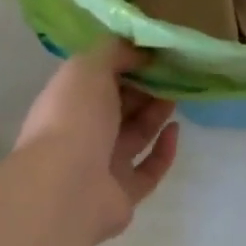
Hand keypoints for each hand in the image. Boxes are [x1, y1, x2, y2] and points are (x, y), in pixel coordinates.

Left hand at [16, 39, 179, 242]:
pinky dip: (164, 150)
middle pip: (119, 107)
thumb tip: (141, 51)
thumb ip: (115, 51)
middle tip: (172, 73)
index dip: (125, 65)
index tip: (153, 54)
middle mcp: (82, 134)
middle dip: (144, 89)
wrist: (67, 185)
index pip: (98, 80)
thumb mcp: (89, 66)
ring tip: (178, 95)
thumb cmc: (74, 116)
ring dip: (156, 114)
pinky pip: (148, 170)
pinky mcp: (123, 194)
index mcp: (68, 103)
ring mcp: (101, 167)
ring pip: (135, 136)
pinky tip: (175, 130)